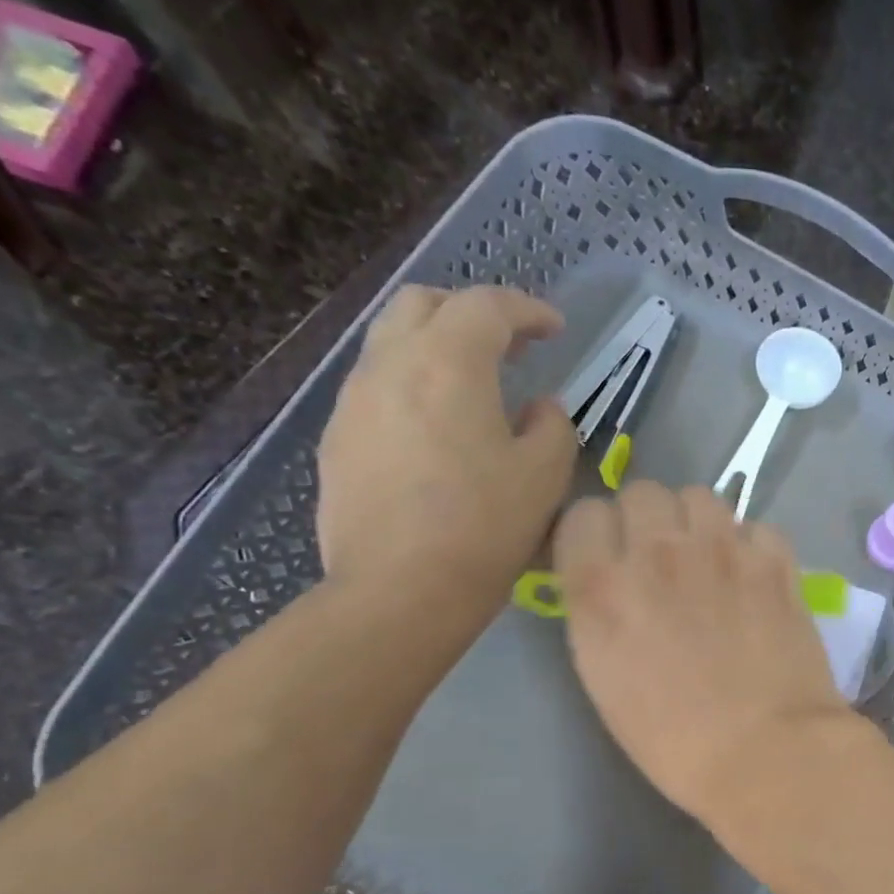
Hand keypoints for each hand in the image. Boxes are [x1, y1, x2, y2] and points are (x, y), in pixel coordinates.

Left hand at [316, 284, 575, 629]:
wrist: (401, 589)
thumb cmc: (485, 527)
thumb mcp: (545, 476)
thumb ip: (553, 428)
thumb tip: (540, 408)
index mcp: (448, 364)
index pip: (486, 306)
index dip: (527, 309)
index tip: (554, 329)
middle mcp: (390, 365)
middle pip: (423, 304)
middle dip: (471, 312)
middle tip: (511, 346)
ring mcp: (354, 401)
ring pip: (392, 343)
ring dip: (437, 347)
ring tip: (475, 388)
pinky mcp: (338, 439)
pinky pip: (378, 389)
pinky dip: (414, 387)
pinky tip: (438, 432)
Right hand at [554, 481, 854, 820]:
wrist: (767, 752)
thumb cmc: (677, 741)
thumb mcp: (607, 681)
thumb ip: (600, 615)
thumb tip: (613, 582)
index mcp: (601, 588)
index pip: (583, 515)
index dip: (597, 537)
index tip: (611, 560)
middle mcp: (657, 553)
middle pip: (643, 493)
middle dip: (648, 521)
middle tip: (665, 561)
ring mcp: (722, 550)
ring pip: (701, 496)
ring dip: (700, 523)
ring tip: (713, 562)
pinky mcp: (775, 562)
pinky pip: (756, 526)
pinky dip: (753, 546)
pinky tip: (757, 579)